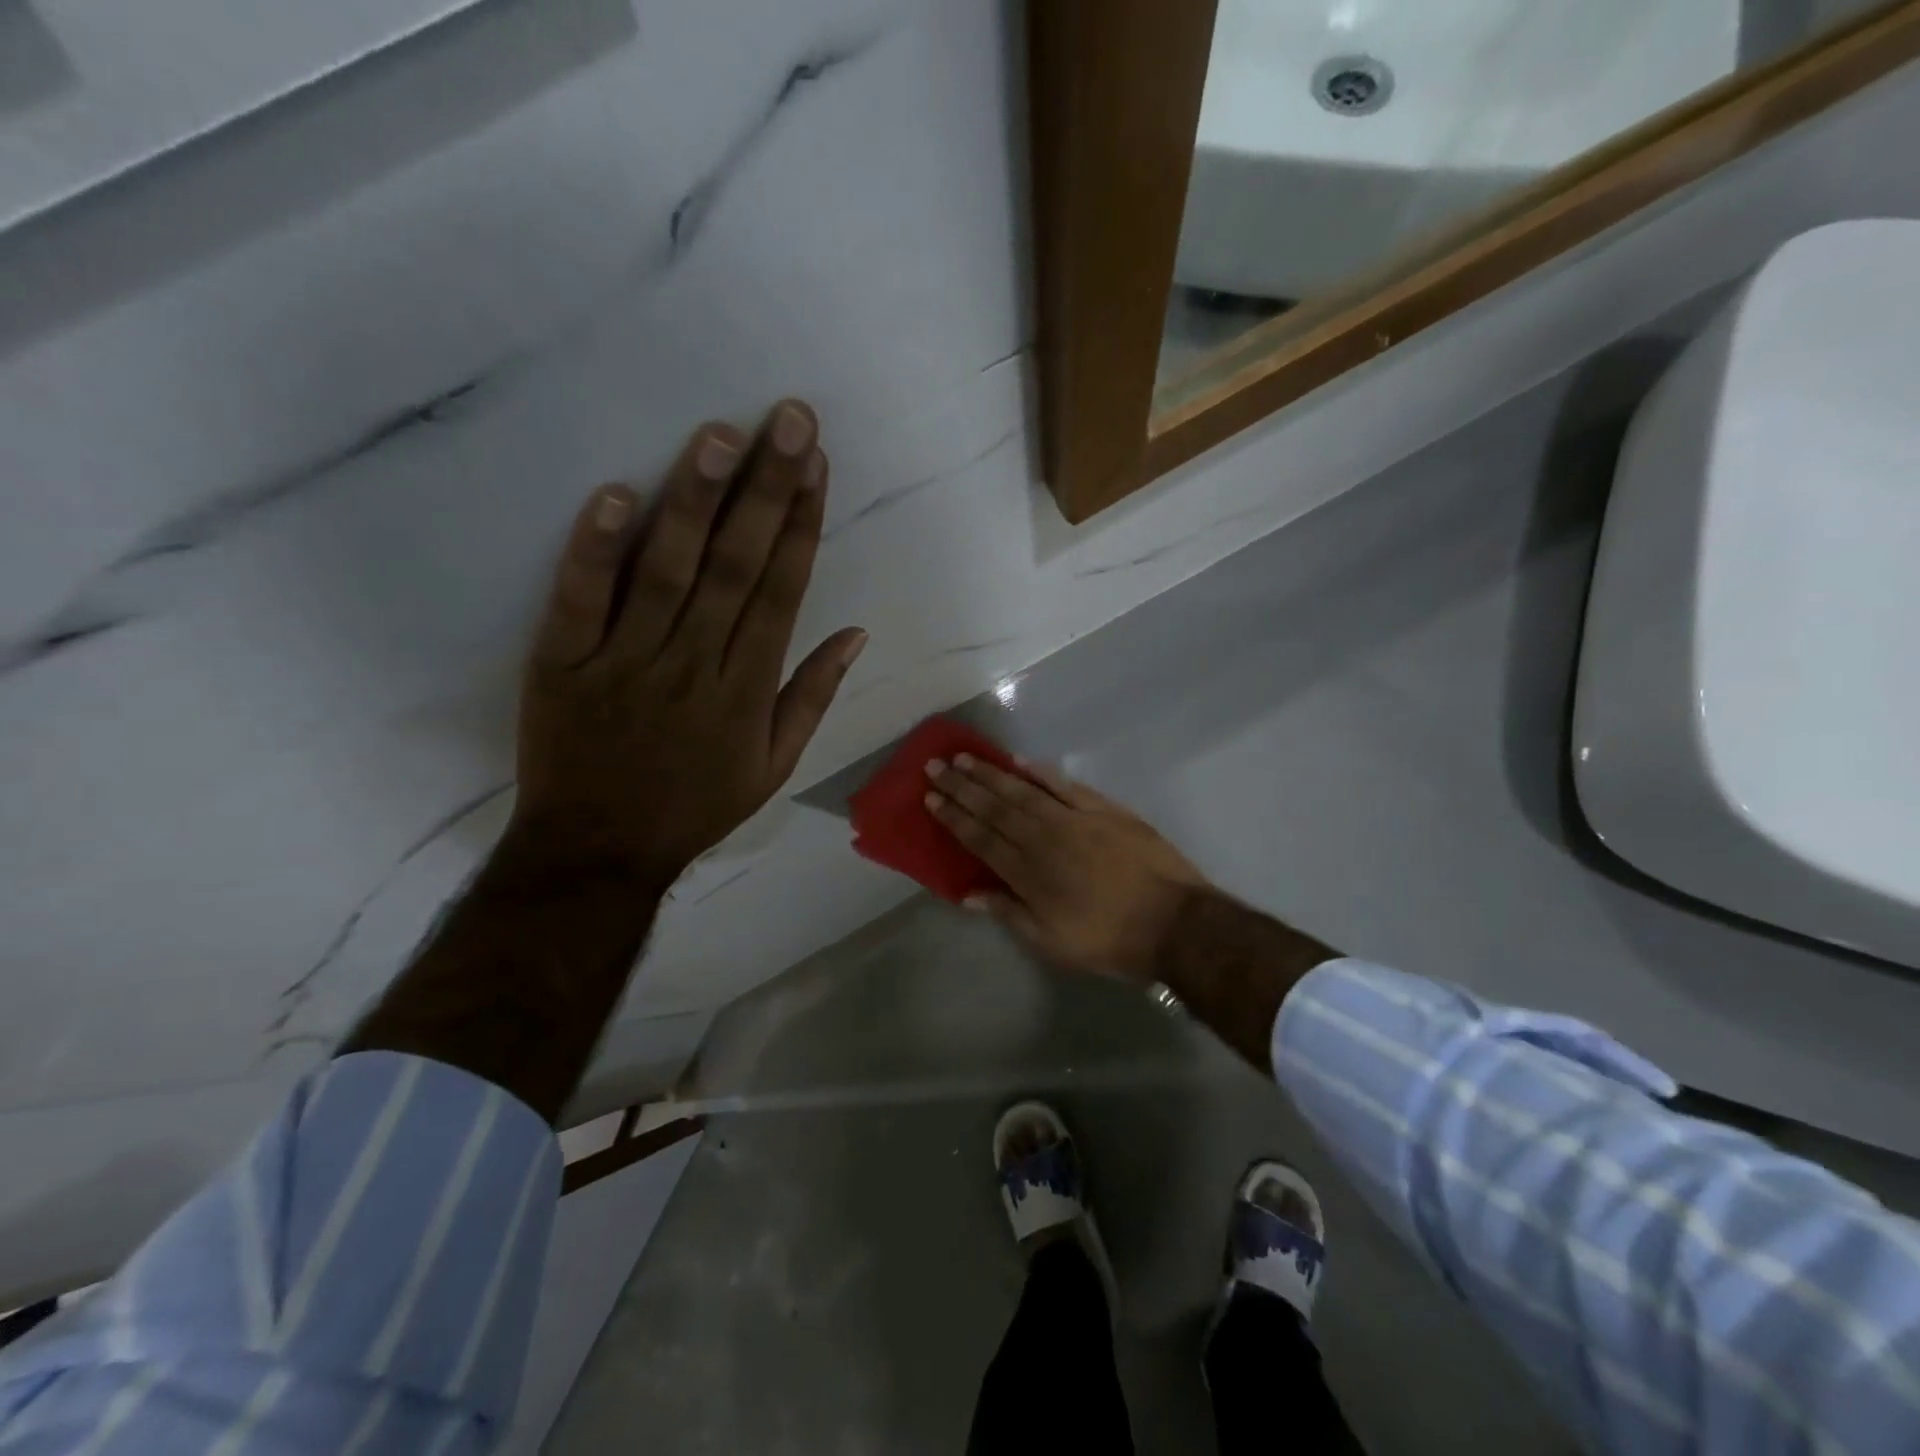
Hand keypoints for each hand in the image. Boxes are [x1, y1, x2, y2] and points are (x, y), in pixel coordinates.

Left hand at [511, 399, 867, 888]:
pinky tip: (616, 494)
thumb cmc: (695, 804)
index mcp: (747, 686)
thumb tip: (857, 634)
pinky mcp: (563, 661)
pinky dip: (597, 548)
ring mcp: (627, 658)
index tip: (816, 463)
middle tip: (787, 418)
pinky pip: (582, 599)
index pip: (782, 590)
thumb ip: (813, 696)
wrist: (599, 848)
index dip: (802, 523)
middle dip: (766, 488)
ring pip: (668, 570)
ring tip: (720, 435)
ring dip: (694, 500)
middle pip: (737, 565)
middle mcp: (695, 662)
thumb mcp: (774, 765)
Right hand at [924, 755, 1208, 980]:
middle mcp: (1044, 838)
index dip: (954, 817)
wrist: (1173, 923)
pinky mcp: (1104, 809)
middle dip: (962, 787)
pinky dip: (1041, 771)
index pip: (980, 838)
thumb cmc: (1108, 940)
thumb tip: (968, 893)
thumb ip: (1009, 912)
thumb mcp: (1051, 941)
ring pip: (1023, 791)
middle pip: (995, 807)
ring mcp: (1074, 819)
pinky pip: (1065, 785)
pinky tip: (1020, 760)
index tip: (931, 797)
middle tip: (936, 766)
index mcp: (1028, 873)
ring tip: (966, 757)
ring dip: (991, 774)